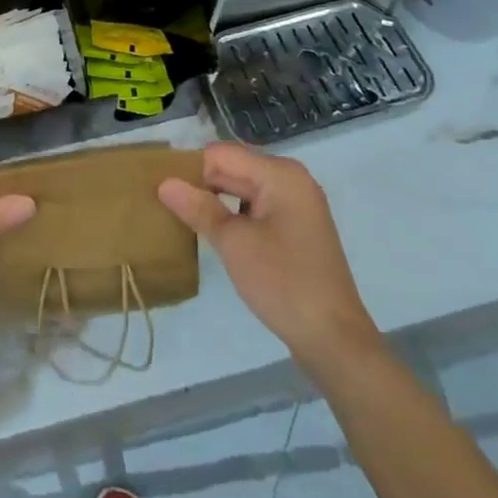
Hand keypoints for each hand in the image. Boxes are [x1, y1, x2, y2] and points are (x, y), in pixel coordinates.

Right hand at [159, 143, 376, 355]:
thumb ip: (199, 208)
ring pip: (244, 189)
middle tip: (165, 202)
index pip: (222, 154)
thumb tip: (164, 183)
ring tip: (184, 216)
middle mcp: (291, 180)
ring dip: (216, 200)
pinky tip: (215, 233)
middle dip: (202, 183)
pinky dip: (235, 215)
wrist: (336, 342)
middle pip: (234, 168)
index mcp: (280, 174)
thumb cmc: (283, 283)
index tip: (161, 187)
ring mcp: (297, 205)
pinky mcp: (297, 230)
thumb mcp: (234, 244)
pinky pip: (257, 208)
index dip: (191, 168)